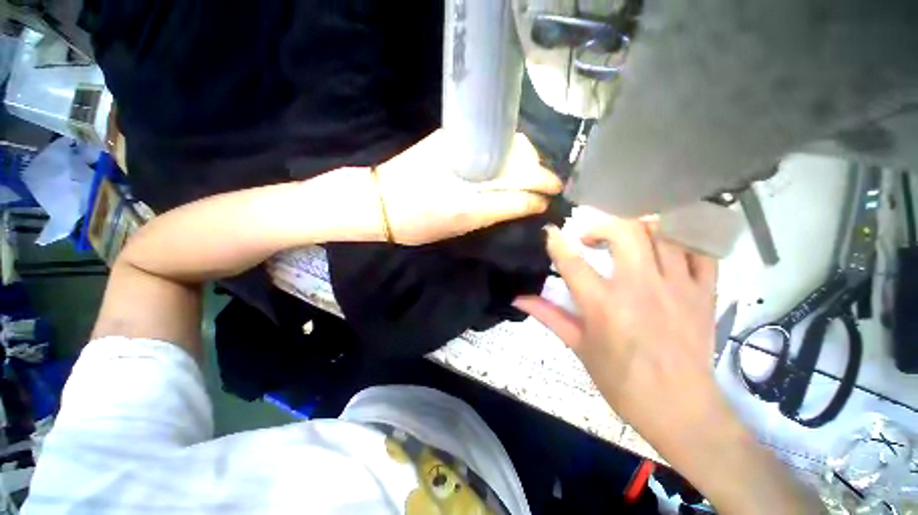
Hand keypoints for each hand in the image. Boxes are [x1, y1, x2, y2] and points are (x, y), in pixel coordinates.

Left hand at [375, 130, 562, 244]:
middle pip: (520, 155)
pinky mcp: (450, 136)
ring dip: (526, 160)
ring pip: (508, 144)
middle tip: (545, 186)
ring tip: (530, 177)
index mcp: (470, 190)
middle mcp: (470, 158)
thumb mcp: (459, 225)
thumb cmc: (417, 222)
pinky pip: (492, 141)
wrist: (380, 201)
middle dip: (539, 171)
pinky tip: (508, 165)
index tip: (553, 194)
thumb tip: (528, 203)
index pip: (519, 183)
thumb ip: (496, 212)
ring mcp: (460, 141)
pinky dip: (507, 152)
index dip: (541, 188)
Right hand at [517, 215, 819, 513]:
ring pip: (662, 234)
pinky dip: (681, 242)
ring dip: (638, 229)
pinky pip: (700, 251)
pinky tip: (666, 250)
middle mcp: (640, 289)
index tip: (550, 231)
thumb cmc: (621, 380)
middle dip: (602, 226)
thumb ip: (549, 315)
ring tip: (626, 241)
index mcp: (604, 306)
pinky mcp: (704, 294)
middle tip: (591, 239)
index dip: (557, 242)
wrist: (679, 409)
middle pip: (625, 232)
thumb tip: (518, 298)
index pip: (573, 263)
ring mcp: (677, 288)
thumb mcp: (579, 346)